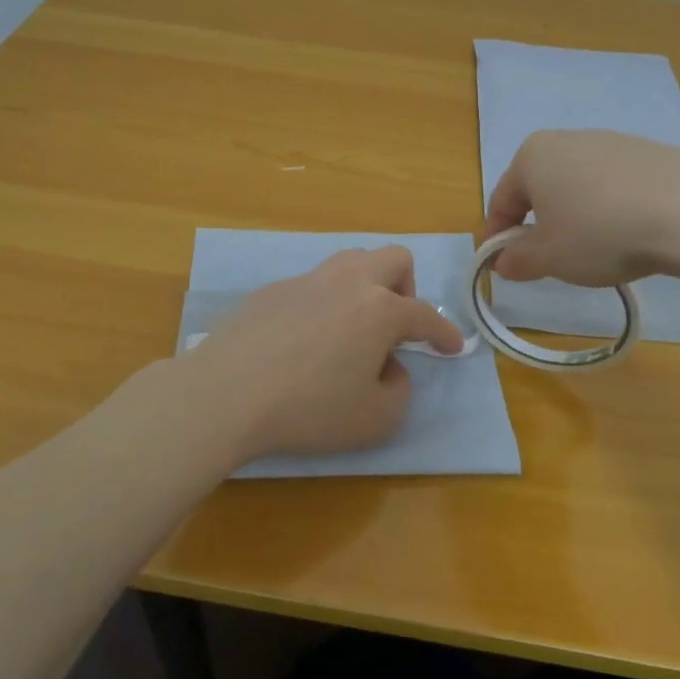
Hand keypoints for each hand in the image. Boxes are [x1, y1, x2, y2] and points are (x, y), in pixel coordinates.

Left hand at [188, 246, 464, 459]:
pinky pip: (313, 284)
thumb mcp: (376, 419)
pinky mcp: (273, 289)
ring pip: (352, 260)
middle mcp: (348, 282)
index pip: (425, 314)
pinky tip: (306, 338)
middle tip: (397, 324)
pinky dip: (325, 302)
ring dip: (367, 284)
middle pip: (394, 258)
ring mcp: (307, 280)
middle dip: (407, 287)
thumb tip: (389, 367)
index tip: (452, 346)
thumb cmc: (310, 408)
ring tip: (355, 324)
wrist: (227, 393)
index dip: (444, 332)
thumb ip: (400, 390)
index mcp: (380, 309)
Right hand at [482, 130, 679, 286]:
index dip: (498, 236)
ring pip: (578, 185)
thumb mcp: (549, 257)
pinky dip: (611, 209)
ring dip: (576, 216)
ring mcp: (611, 141)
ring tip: (595, 251)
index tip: (504, 266)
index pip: (501, 199)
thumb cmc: (600, 232)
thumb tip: (503, 260)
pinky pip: (615, 185)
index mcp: (532, 156)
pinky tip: (630, 234)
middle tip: (549, 261)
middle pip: (540, 188)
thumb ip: (517, 259)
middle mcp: (567, 139)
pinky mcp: (649, 152)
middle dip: (539, 224)